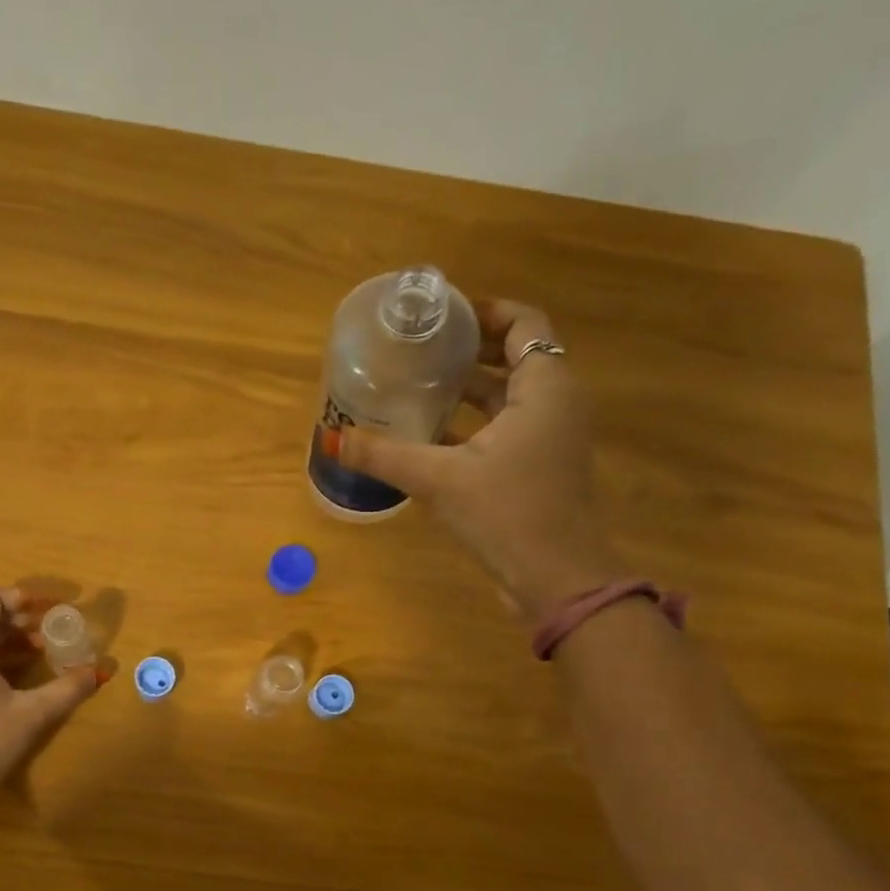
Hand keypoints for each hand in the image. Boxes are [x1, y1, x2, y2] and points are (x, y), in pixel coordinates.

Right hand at [324, 298, 620, 614]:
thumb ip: (384, 455)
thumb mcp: (439, 479)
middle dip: (470, 350)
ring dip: (471, 388)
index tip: (442, 315)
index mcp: (546, 386)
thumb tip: (333, 439)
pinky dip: (475, 423)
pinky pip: (508, 428)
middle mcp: (556, 403)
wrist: (556, 578)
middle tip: (421, 348)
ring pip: (510, 396)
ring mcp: (552, 438)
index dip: (484, 312)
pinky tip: (432, 436)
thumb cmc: (506, 513)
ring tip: (420, 386)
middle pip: (516, 356)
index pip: (523, 322)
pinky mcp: (540, 468)